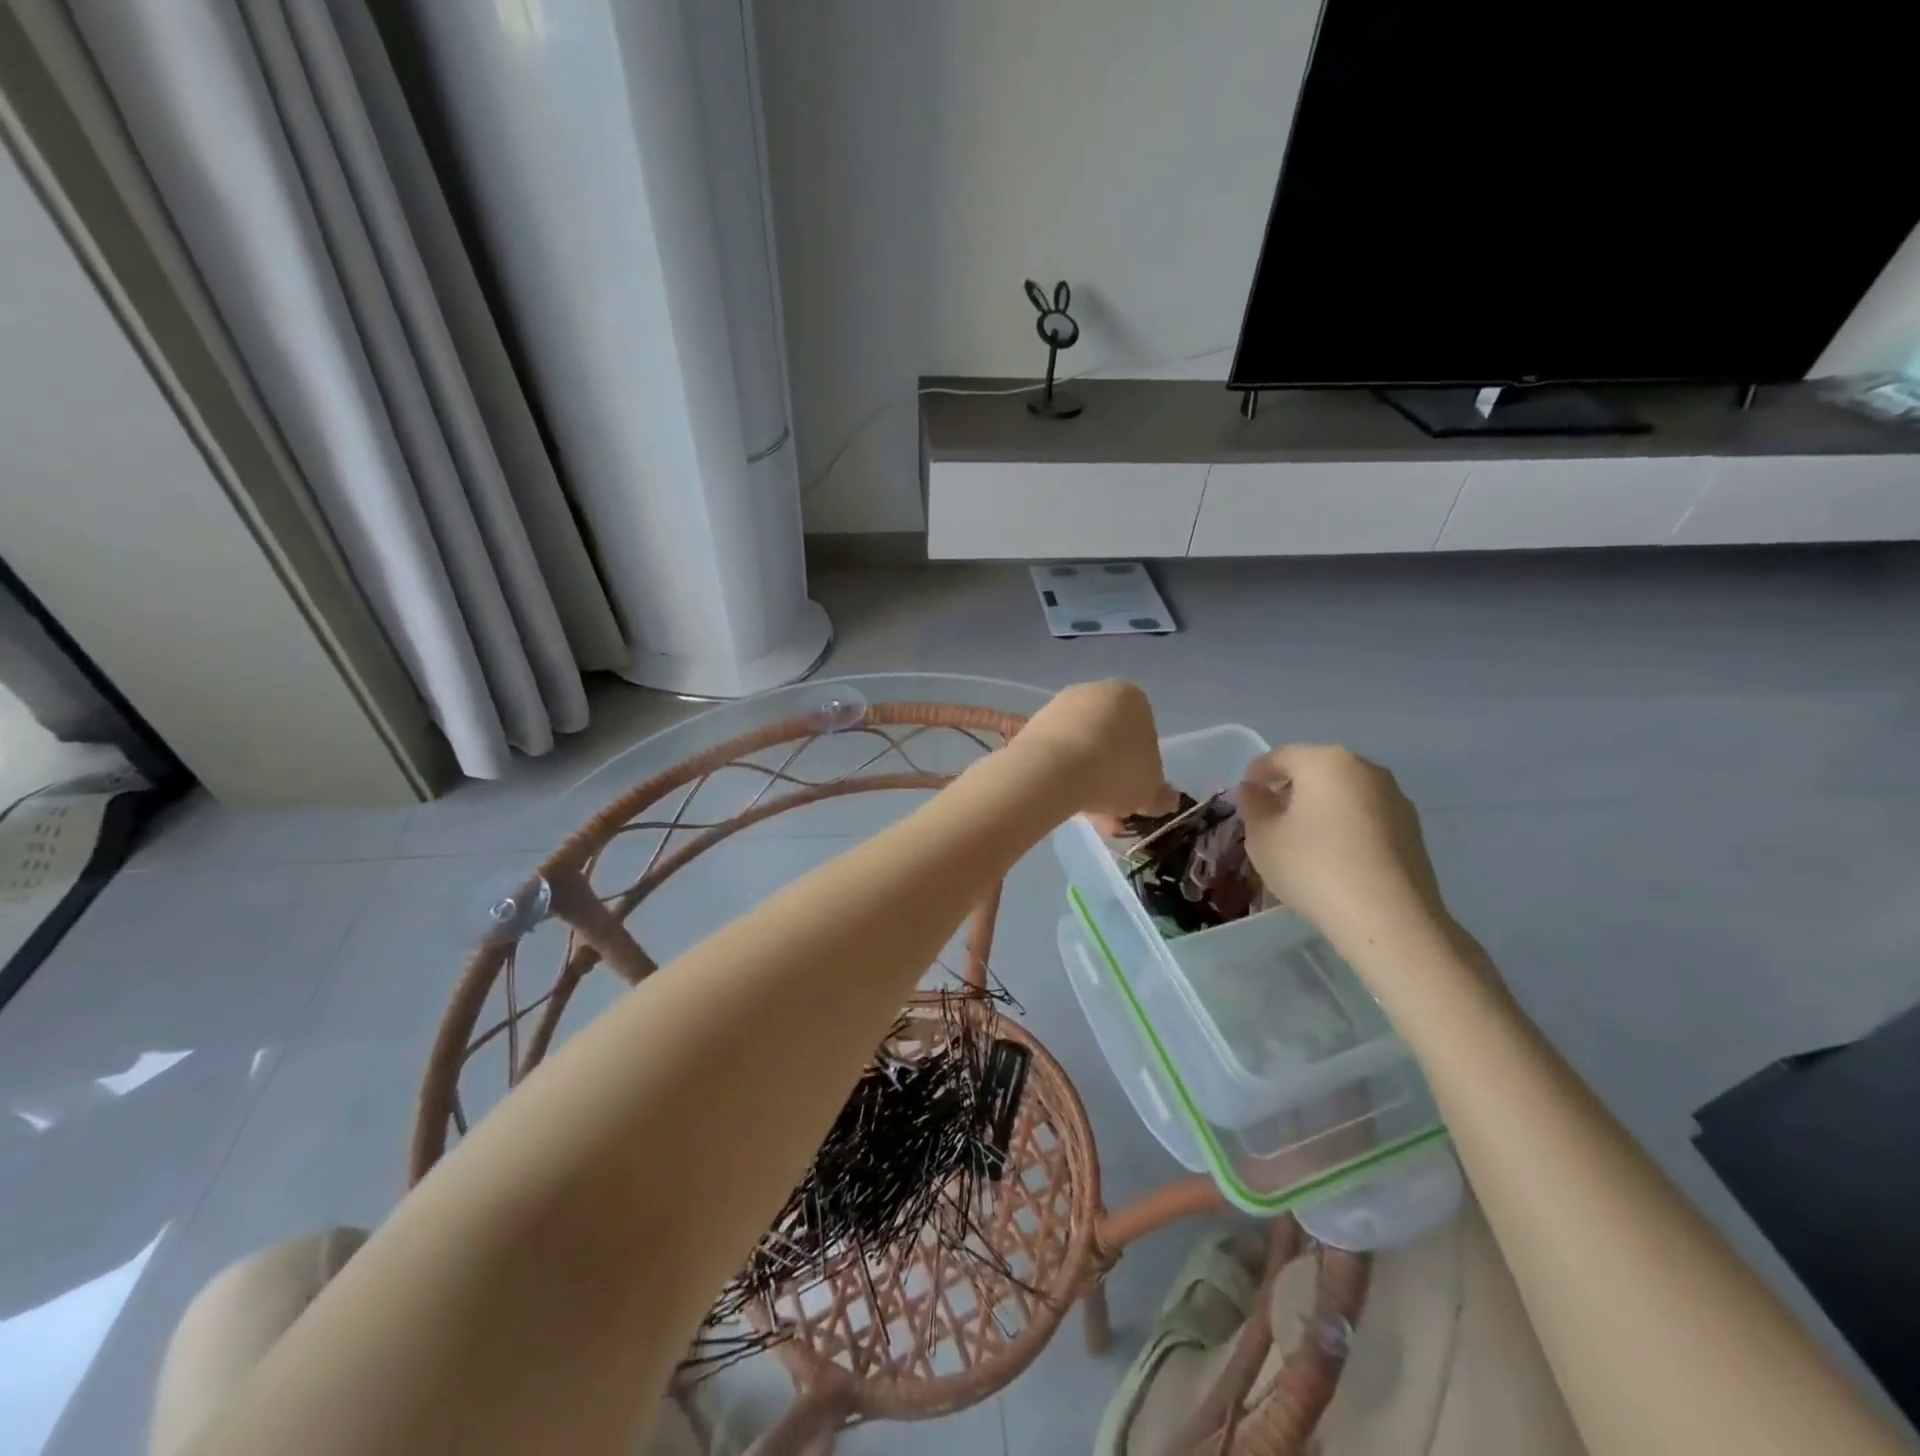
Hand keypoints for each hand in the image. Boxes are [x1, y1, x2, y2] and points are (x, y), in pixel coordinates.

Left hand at [1015, 681, 1174, 819]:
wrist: (1055, 769)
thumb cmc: (1116, 772)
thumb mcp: (1149, 789)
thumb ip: (1158, 793)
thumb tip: (1165, 798)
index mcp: (1132, 698)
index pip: (1143, 735)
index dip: (1140, 770)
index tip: (1133, 795)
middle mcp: (1094, 692)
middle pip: (1108, 742)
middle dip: (1109, 778)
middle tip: (1108, 813)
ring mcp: (1059, 706)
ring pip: (1080, 749)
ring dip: (1084, 779)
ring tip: (1083, 815)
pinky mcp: (1032, 724)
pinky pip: (1051, 752)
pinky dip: (1056, 772)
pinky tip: (1057, 796)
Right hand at [1236, 745, 1449, 948]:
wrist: (1389, 918)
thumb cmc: (1313, 867)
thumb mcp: (1263, 838)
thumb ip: (1253, 806)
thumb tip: (1256, 791)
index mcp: (1325, 761)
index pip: (1281, 756)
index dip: (1257, 773)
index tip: (1244, 793)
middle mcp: (1364, 769)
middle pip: (1317, 770)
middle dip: (1291, 788)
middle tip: (1270, 816)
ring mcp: (1395, 798)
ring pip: (1344, 793)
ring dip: (1320, 807)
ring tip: (1302, 839)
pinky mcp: (1412, 829)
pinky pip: (1366, 816)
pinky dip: (1345, 825)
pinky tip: (1334, 855)